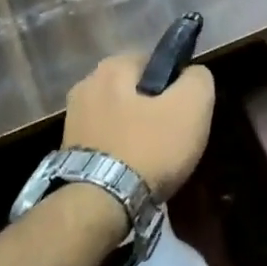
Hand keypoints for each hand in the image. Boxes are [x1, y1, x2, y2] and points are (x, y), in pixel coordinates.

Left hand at [62, 54, 215, 197]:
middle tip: (173, 138)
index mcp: (111, 67)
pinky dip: (121, 153)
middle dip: (154, 110)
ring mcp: (72, 120)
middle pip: (135, 92)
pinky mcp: (68, 151)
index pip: (154, 62)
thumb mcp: (192, 107)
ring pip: (120, 118)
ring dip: (137, 133)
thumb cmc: (149, 147)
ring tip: (154, 161)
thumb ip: (198, 79)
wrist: (100, 204)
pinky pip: (107, 142)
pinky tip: (134, 172)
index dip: (175, 85)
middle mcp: (85, 86)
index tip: (185, 112)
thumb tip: (193, 74)